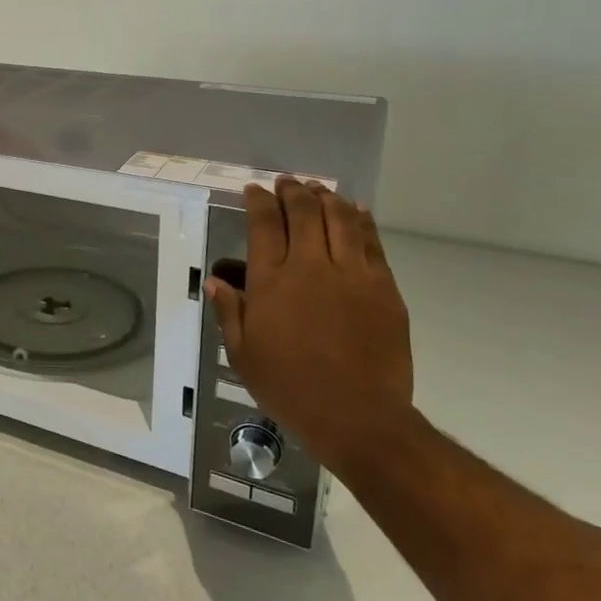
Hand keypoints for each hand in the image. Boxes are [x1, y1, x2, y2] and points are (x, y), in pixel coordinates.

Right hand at [205, 180, 415, 474]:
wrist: (359, 417)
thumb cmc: (291, 387)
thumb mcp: (243, 355)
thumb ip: (230, 313)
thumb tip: (217, 282)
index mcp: (272, 282)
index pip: (264, 224)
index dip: (258, 201)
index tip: (254, 190)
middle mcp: (311, 267)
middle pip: (304, 212)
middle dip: (292, 191)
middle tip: (286, 182)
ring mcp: (352, 275)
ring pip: (340, 219)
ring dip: (327, 198)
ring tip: (318, 189)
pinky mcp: (383, 288)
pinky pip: (371, 243)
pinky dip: (361, 221)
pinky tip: (355, 211)